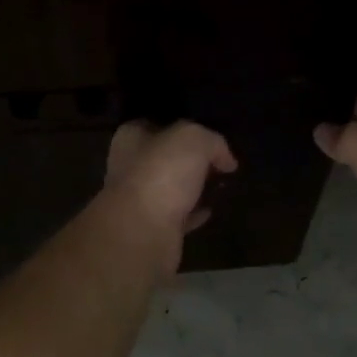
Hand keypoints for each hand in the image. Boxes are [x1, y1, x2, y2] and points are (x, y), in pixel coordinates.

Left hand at [103, 120, 237, 255]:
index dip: (182, 128)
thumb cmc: (162, 173)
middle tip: (220, 164)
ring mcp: (139, 200)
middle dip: (190, 161)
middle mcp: (129, 166)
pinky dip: (193, 213)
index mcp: (131, 138)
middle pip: (165, 157)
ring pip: (171, 188)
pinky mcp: (152, 228)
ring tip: (221, 185)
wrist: (142, 232)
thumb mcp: (194, 139)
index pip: (155, 125)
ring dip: (193, 188)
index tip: (208, 137)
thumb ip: (213, 142)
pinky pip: (177, 216)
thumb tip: (227, 160)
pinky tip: (211, 211)